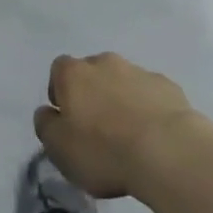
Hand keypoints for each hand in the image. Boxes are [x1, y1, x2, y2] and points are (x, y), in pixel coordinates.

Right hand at [33, 52, 212, 198]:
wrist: (166, 150)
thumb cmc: (104, 150)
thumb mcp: (59, 149)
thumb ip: (46, 126)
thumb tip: (47, 112)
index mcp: (74, 73)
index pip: (58, 70)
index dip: (60, 94)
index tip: (67, 121)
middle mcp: (104, 62)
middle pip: (92, 73)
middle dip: (92, 95)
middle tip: (97, 130)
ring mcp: (138, 71)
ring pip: (122, 82)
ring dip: (120, 101)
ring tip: (128, 137)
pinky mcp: (166, 85)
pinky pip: (149, 94)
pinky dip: (147, 108)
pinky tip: (152, 136)